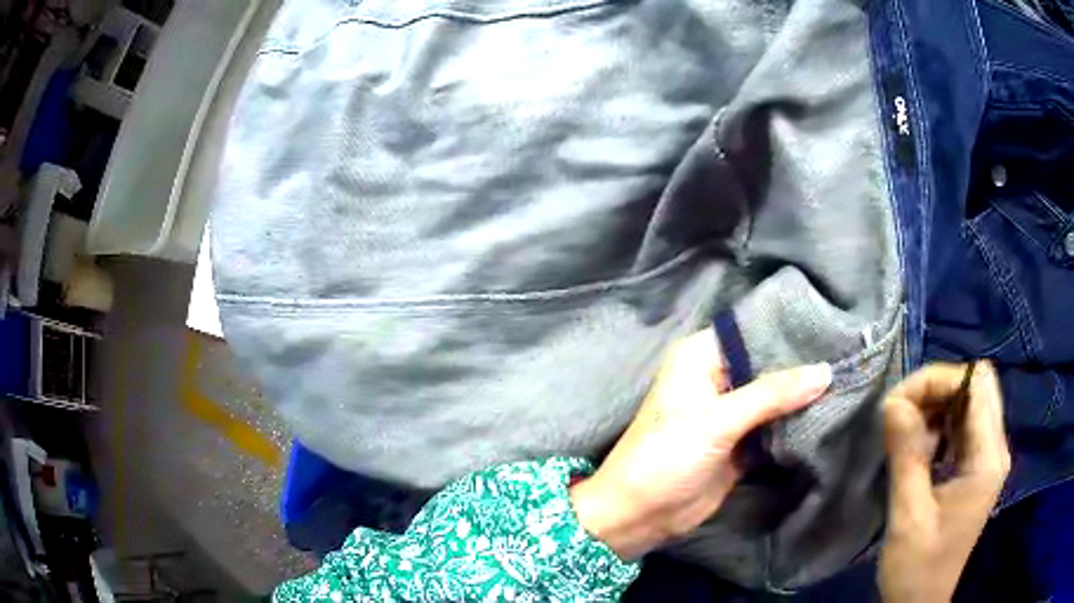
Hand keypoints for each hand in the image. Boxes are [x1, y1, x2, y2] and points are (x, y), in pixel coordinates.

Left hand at [570, 328, 831, 558]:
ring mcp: (730, 413)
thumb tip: (825, 371)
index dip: (789, 330)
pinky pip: (773, 426)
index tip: (831, 326)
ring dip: (802, 396)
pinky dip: (794, 424)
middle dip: (801, 367)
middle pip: (767, 365)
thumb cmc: (667, 456)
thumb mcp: (717, 420)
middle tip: (848, 355)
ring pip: (774, 397)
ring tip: (846, 379)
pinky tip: (828, 412)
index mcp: (701, 357)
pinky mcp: (740, 443)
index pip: (752, 332)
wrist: (640, 515)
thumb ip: (772, 395)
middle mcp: (717, 378)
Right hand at [879, 362, 1010, 602]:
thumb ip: (907, 455)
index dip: (939, 381)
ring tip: (908, 432)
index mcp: (987, 459)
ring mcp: (988, 457)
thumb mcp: (909, 516)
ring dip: (937, 406)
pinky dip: (940, 424)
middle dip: (937, 389)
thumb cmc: (917, 568)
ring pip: (969, 400)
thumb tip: (893, 401)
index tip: (900, 403)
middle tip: (901, 414)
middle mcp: (995, 448)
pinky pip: (963, 424)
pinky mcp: (976, 467)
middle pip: (975, 385)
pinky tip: (921, 448)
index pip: (976, 383)